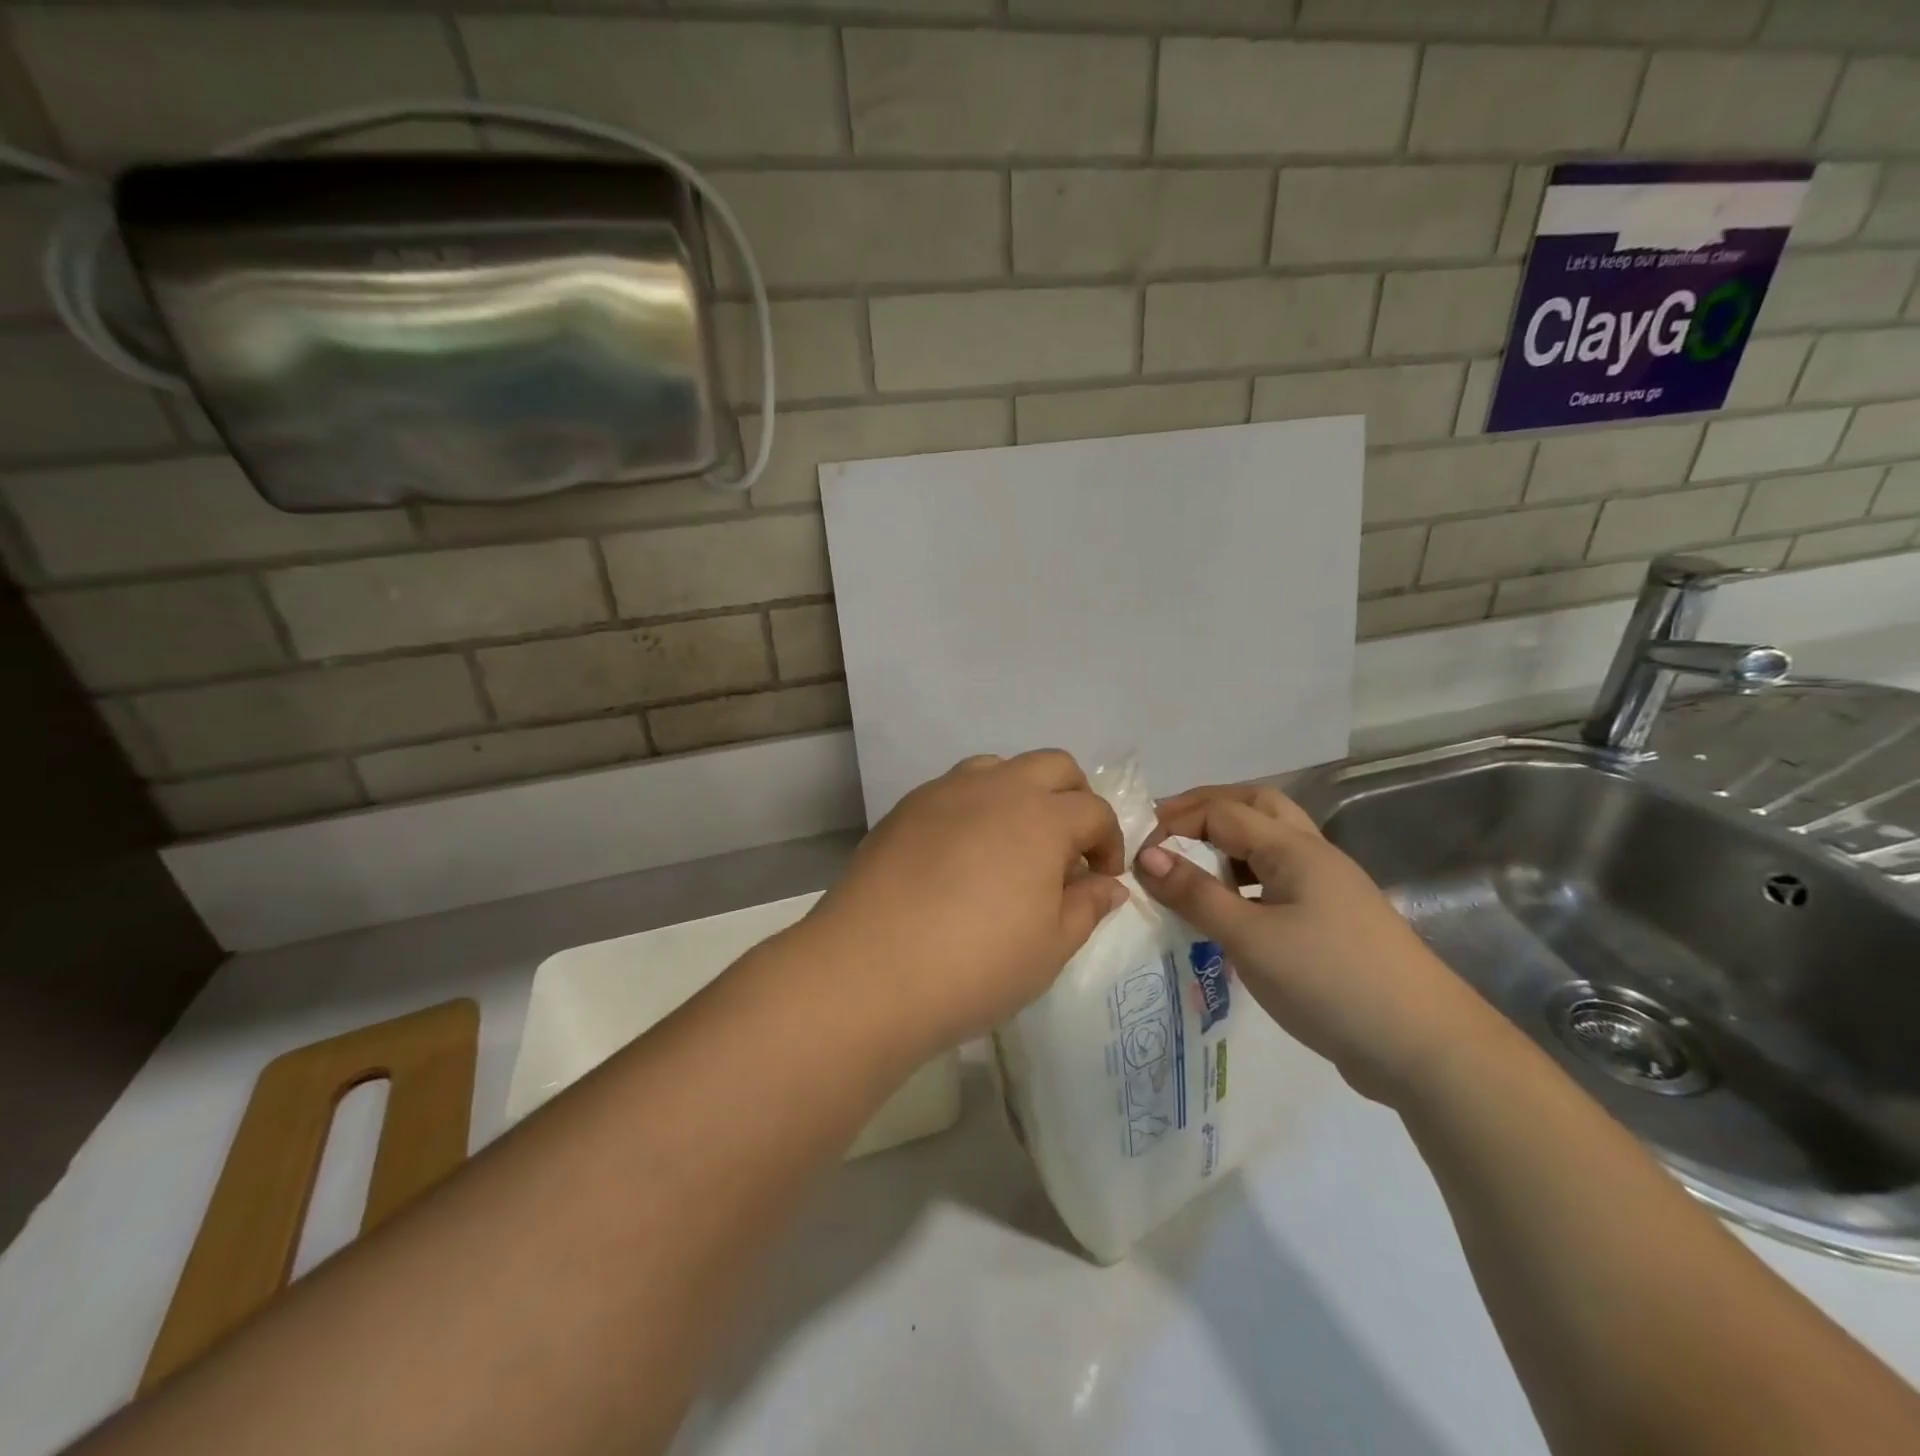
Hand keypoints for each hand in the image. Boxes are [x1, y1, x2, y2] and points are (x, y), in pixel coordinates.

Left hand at [804, 751, 1126, 1055]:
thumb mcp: (1050, 948)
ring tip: (1012, 843)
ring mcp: (944, 792)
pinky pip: (953, 789)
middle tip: (1067, 847)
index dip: (1108, 841)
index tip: (1101, 877)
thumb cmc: (976, 965)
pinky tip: (961, 854)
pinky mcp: (905, 808)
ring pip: (998, 767)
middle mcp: (996, 788)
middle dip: (1073, 798)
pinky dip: (974, 807)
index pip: (1094, 810)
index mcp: (1042, 817)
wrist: (870, 970)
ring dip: (1020, 793)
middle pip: (1053, 765)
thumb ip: (1086, 907)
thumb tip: (1107, 886)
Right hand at [1135, 783, 1496, 1104]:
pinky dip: (1246, 877)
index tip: (1136, 854)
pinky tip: (1229, 909)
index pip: (1222, 811)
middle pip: (1255, 805)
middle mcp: (1313, 855)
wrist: (1425, 1047)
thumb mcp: (1250, 938)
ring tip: (1190, 868)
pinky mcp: (1333, 921)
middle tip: (1164, 832)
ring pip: (1271, 841)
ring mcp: (1329, 888)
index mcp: (1294, 848)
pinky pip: (1279, 877)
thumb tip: (1145, 856)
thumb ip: (1195, 894)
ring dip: (1228, 842)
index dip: (1175, 823)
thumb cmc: (1330, 981)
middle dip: (1206, 810)